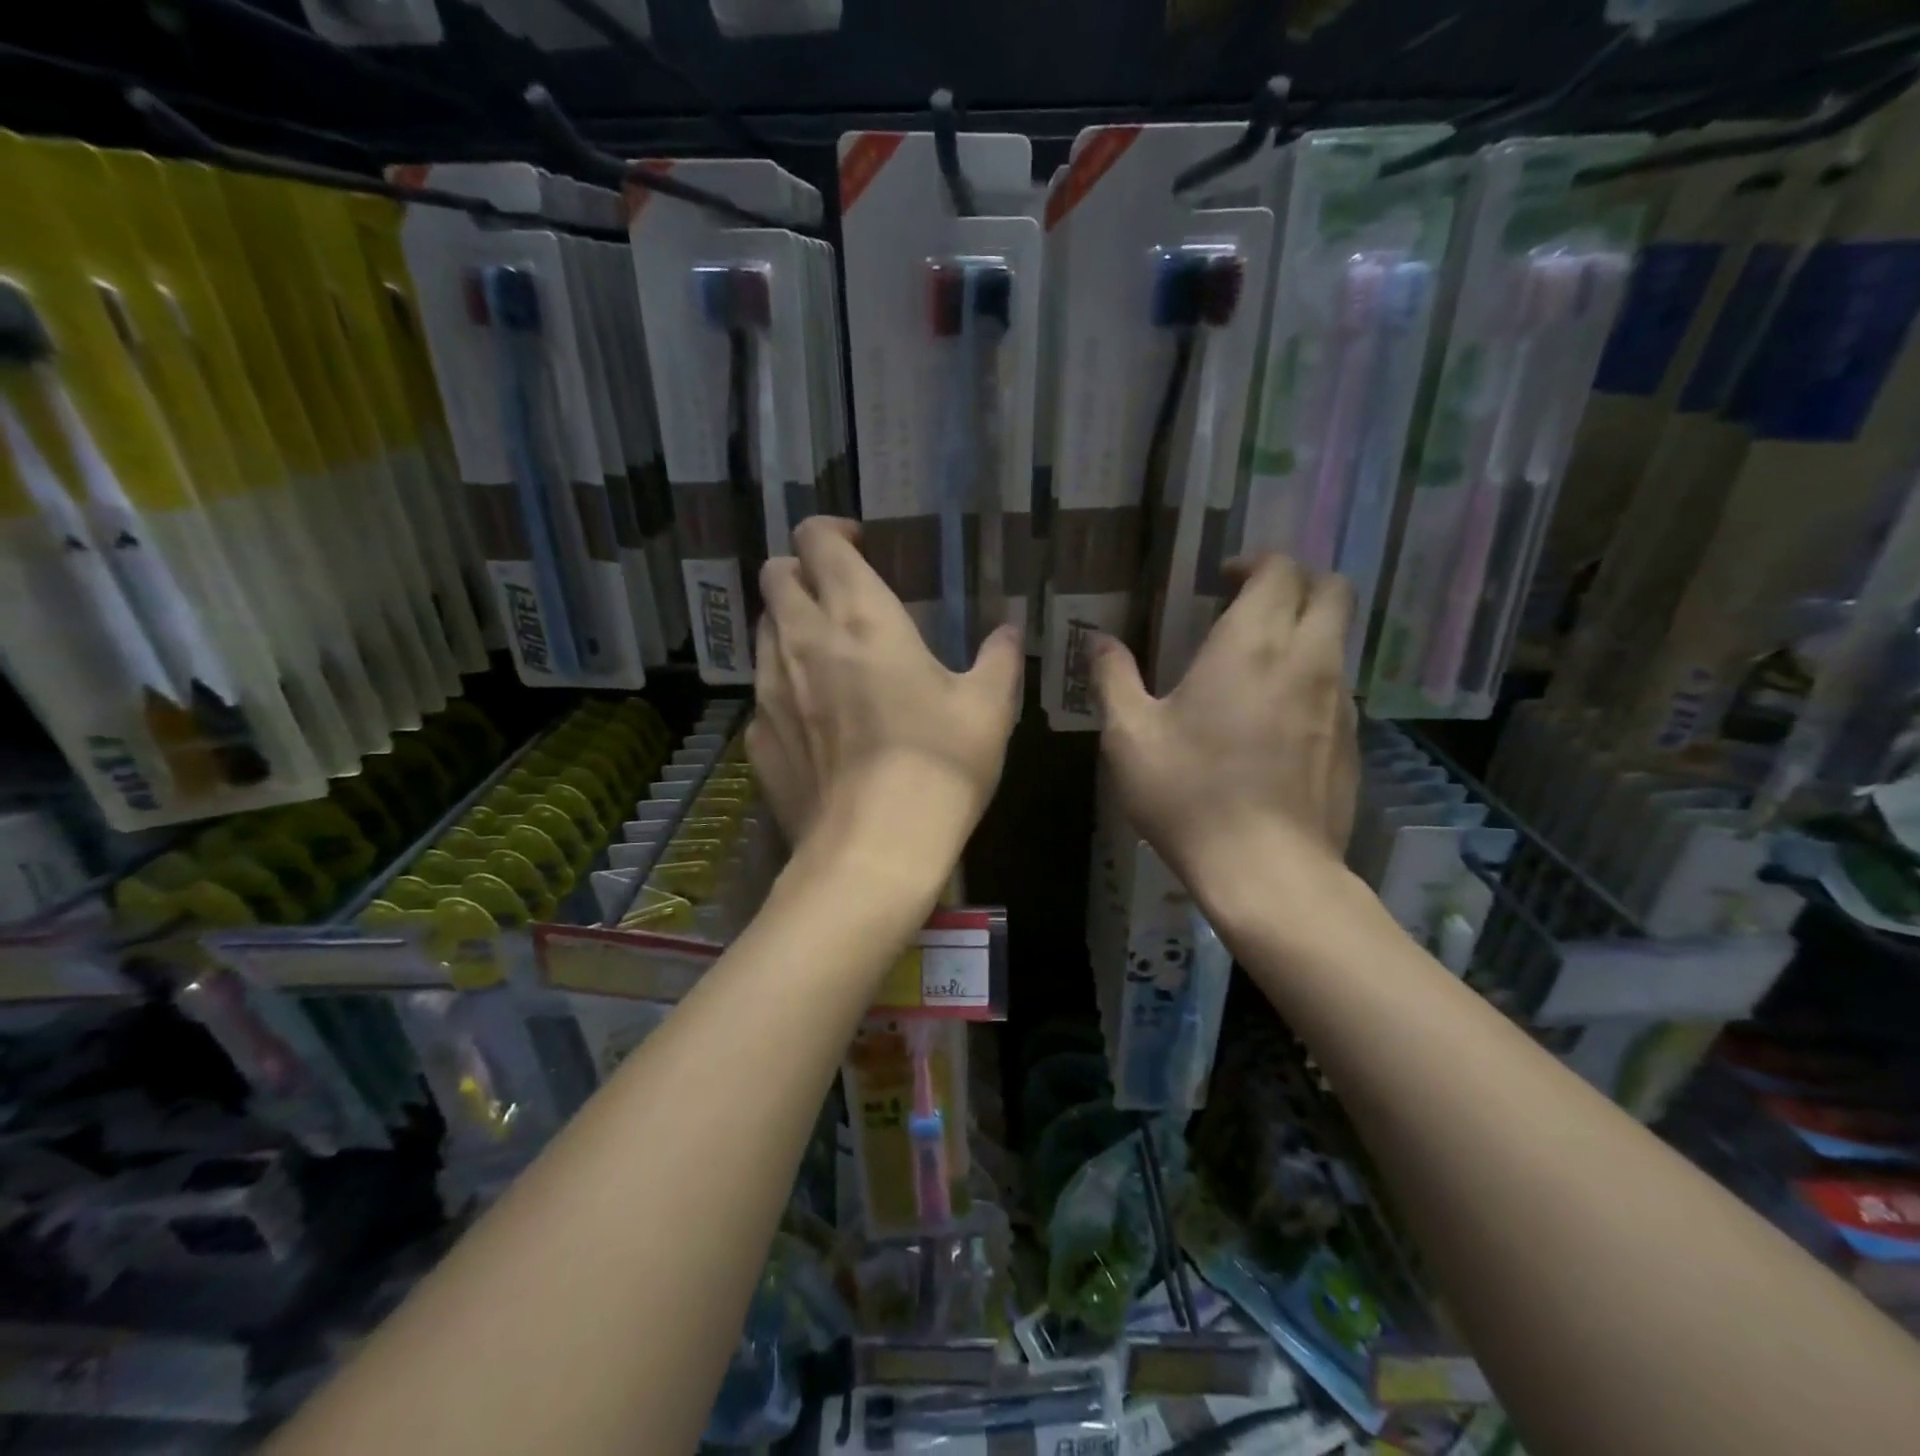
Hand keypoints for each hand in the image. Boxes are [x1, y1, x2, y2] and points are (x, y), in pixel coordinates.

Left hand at [746, 518, 1023, 867]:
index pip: (817, 539)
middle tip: (839, 599)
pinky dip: (784, 690)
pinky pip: (763, 694)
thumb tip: (1008, 633)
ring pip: (762, 631)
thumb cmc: (939, 766)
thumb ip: (998, 660)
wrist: (874, 850)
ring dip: (789, 627)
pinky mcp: (756, 739)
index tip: (860, 547)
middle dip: (801, 572)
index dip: (832, 531)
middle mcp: (802, 640)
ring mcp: (769, 691)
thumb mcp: (988, 709)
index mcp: (860, 617)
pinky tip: (816, 724)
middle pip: (774, 575)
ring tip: (828, 658)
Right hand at [1092, 555, 1357, 891]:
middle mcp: (1308, 660)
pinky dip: (1311, 681)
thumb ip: (1114, 678)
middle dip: (1296, 583)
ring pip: (1338, 640)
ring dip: (1305, 633)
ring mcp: (1340, 702)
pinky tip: (1273, 723)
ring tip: (1257, 665)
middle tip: (1250, 606)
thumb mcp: (1130, 737)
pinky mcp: (1354, 743)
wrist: (1267, 871)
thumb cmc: (1189, 795)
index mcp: (1252, 645)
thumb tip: (1099, 641)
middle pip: (1332, 590)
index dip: (1254, 562)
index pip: (1281, 570)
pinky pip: (1338, 689)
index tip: (1222, 580)